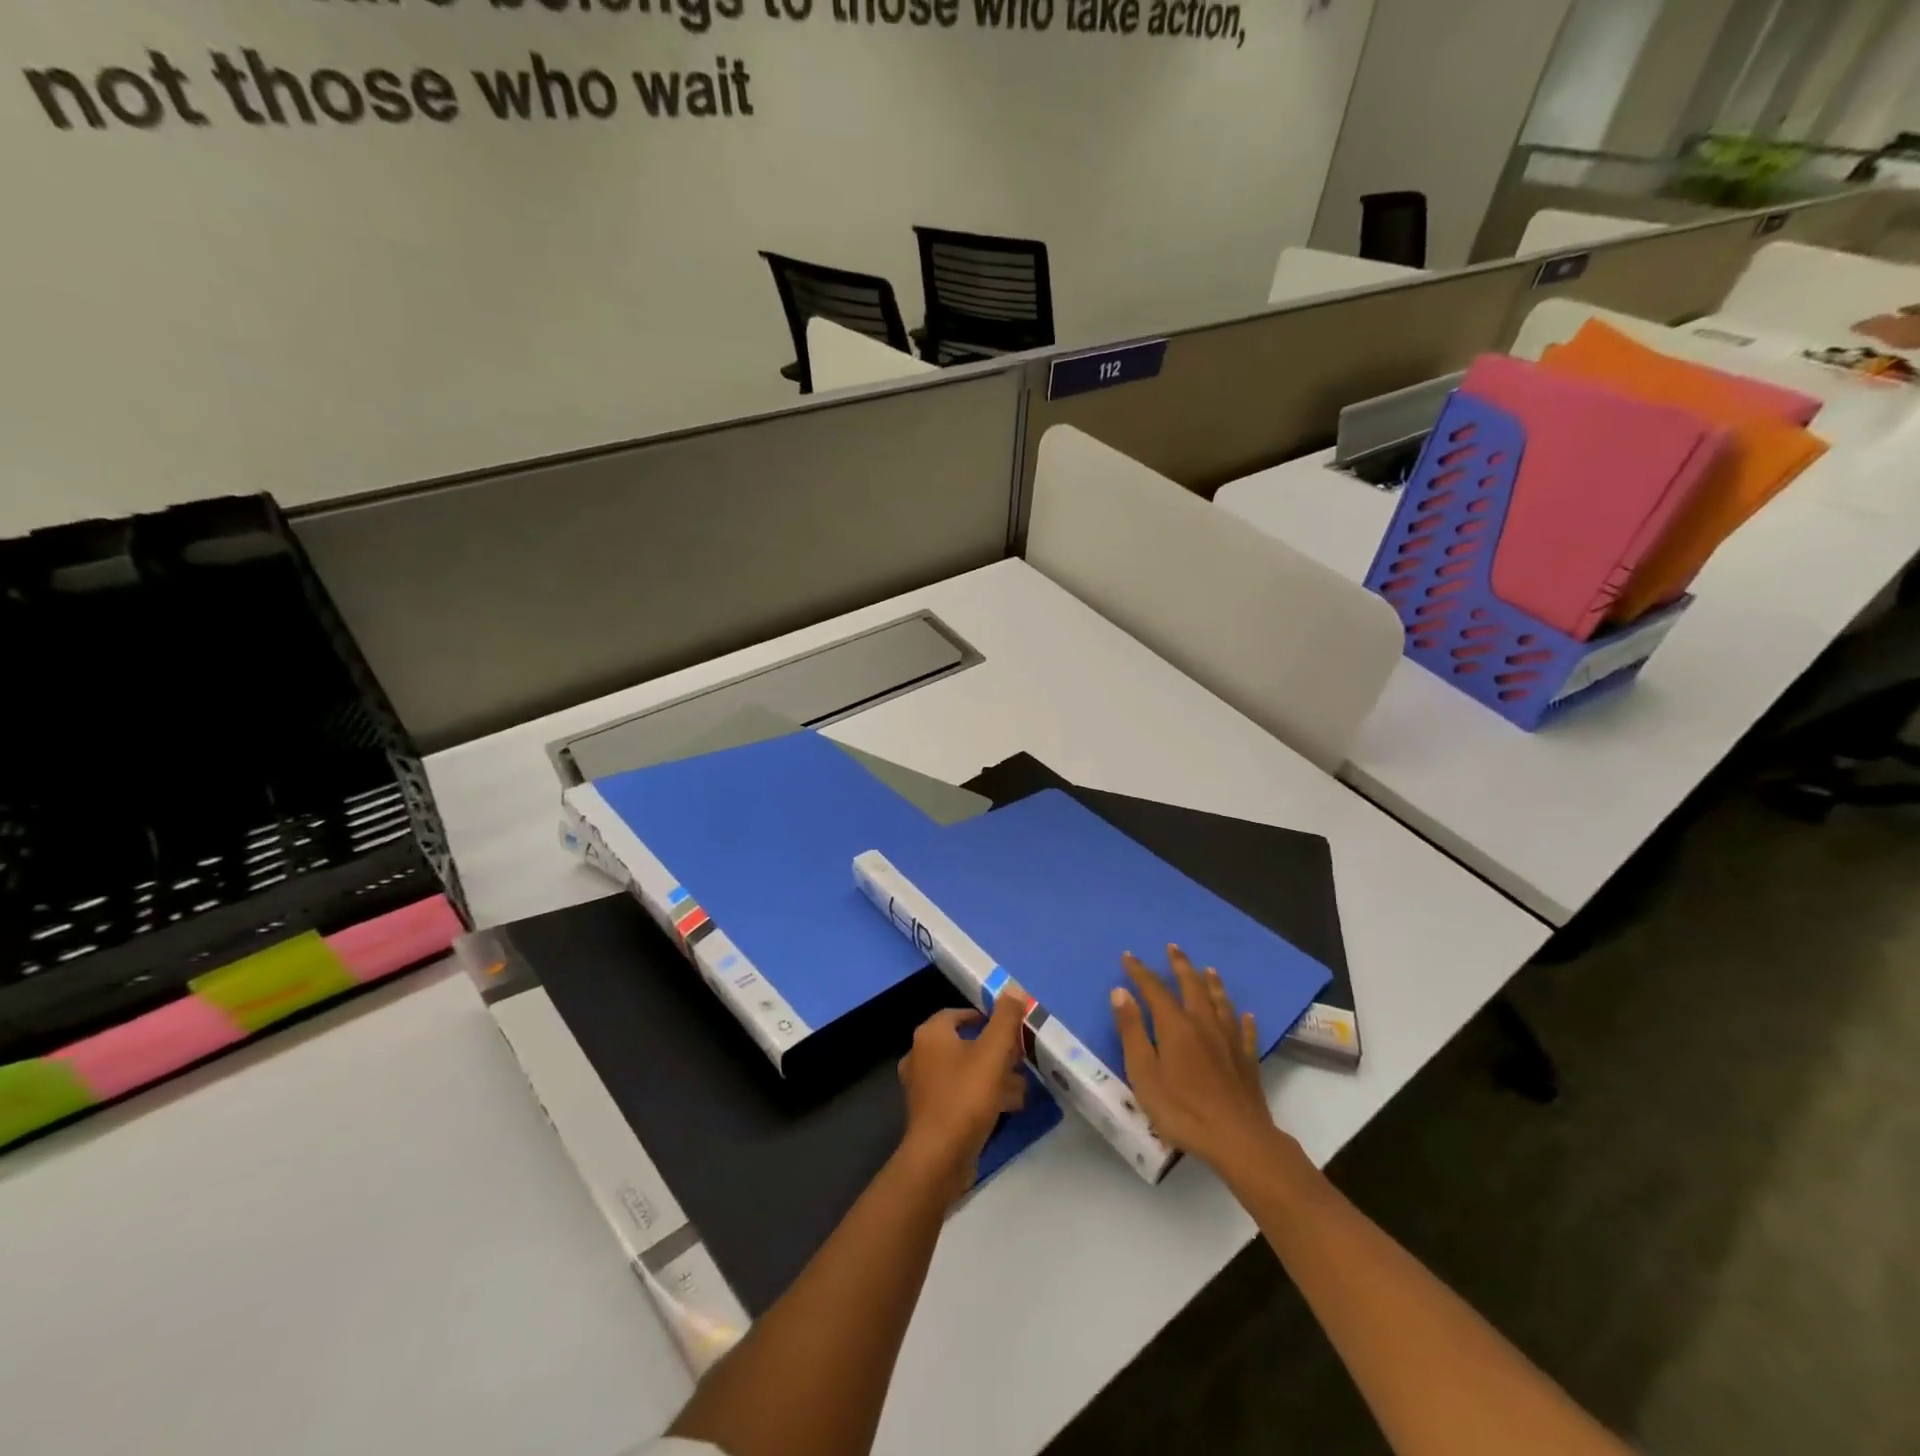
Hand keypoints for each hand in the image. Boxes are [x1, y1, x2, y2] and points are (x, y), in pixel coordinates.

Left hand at [896, 994, 1028, 1203]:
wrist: (939, 1158)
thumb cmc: (965, 1096)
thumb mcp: (993, 1052)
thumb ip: (1005, 1019)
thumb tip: (1015, 989)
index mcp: (930, 1035)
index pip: (959, 1014)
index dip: (985, 1017)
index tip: (1010, 1027)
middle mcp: (920, 1056)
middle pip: (963, 1043)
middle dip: (994, 1050)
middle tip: (1020, 1057)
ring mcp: (923, 1087)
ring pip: (964, 1071)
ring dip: (992, 1075)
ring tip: (1022, 1084)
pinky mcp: (931, 1114)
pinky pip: (960, 1094)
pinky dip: (982, 1095)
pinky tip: (1008, 1106)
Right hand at [1111, 946, 1288, 1174]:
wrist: (1238, 1139)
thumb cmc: (1182, 1109)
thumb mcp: (1143, 1073)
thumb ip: (1132, 1031)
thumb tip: (1120, 992)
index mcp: (1175, 1025)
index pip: (1154, 989)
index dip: (1140, 972)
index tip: (1129, 957)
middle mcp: (1203, 1024)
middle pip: (1192, 986)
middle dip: (1180, 965)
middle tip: (1173, 947)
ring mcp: (1229, 1041)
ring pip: (1220, 1002)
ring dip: (1212, 983)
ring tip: (1209, 969)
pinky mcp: (1247, 1060)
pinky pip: (1245, 1032)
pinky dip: (1243, 1020)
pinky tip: (1245, 1015)